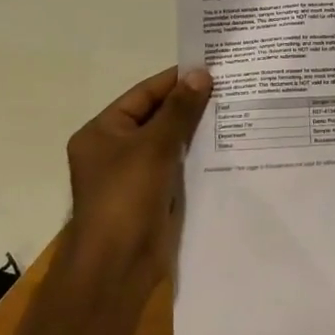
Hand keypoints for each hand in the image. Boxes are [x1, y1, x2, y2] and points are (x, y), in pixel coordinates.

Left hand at [64, 66, 212, 297]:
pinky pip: (175, 168)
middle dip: (188, 105)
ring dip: (195, 131)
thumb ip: (179, 110)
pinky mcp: (150, 198)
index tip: (208, 68)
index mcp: (102, 132)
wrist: (117, 266)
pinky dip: (195, 158)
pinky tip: (224, 147)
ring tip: (232, 111)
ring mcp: (132, 176)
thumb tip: (201, 74)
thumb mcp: (154, 147)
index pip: (142, 95)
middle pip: (155, 118)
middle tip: (227, 87)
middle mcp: (113, 150)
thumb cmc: (126, 197)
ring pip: (168, 144)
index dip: (174, 81)